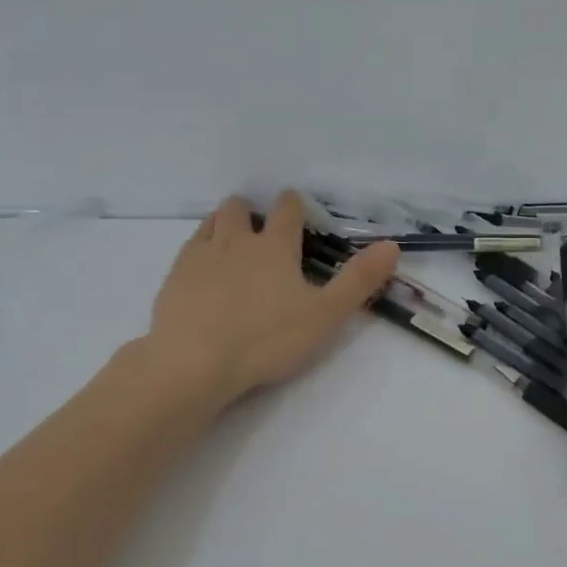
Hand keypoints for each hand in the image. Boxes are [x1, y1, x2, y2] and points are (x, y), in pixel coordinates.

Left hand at [145, 192, 401, 407]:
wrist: (194, 362)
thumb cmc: (266, 340)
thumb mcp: (324, 315)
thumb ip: (358, 281)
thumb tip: (392, 245)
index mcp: (275, 247)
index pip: (287, 210)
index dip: (294, 205)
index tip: (296, 208)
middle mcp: (236, 241)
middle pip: (240, 208)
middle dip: (251, 212)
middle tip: (260, 231)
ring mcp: (201, 256)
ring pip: (212, 222)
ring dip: (224, 223)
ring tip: (232, 243)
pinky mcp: (174, 276)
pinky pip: (188, 247)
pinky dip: (199, 249)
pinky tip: (202, 270)